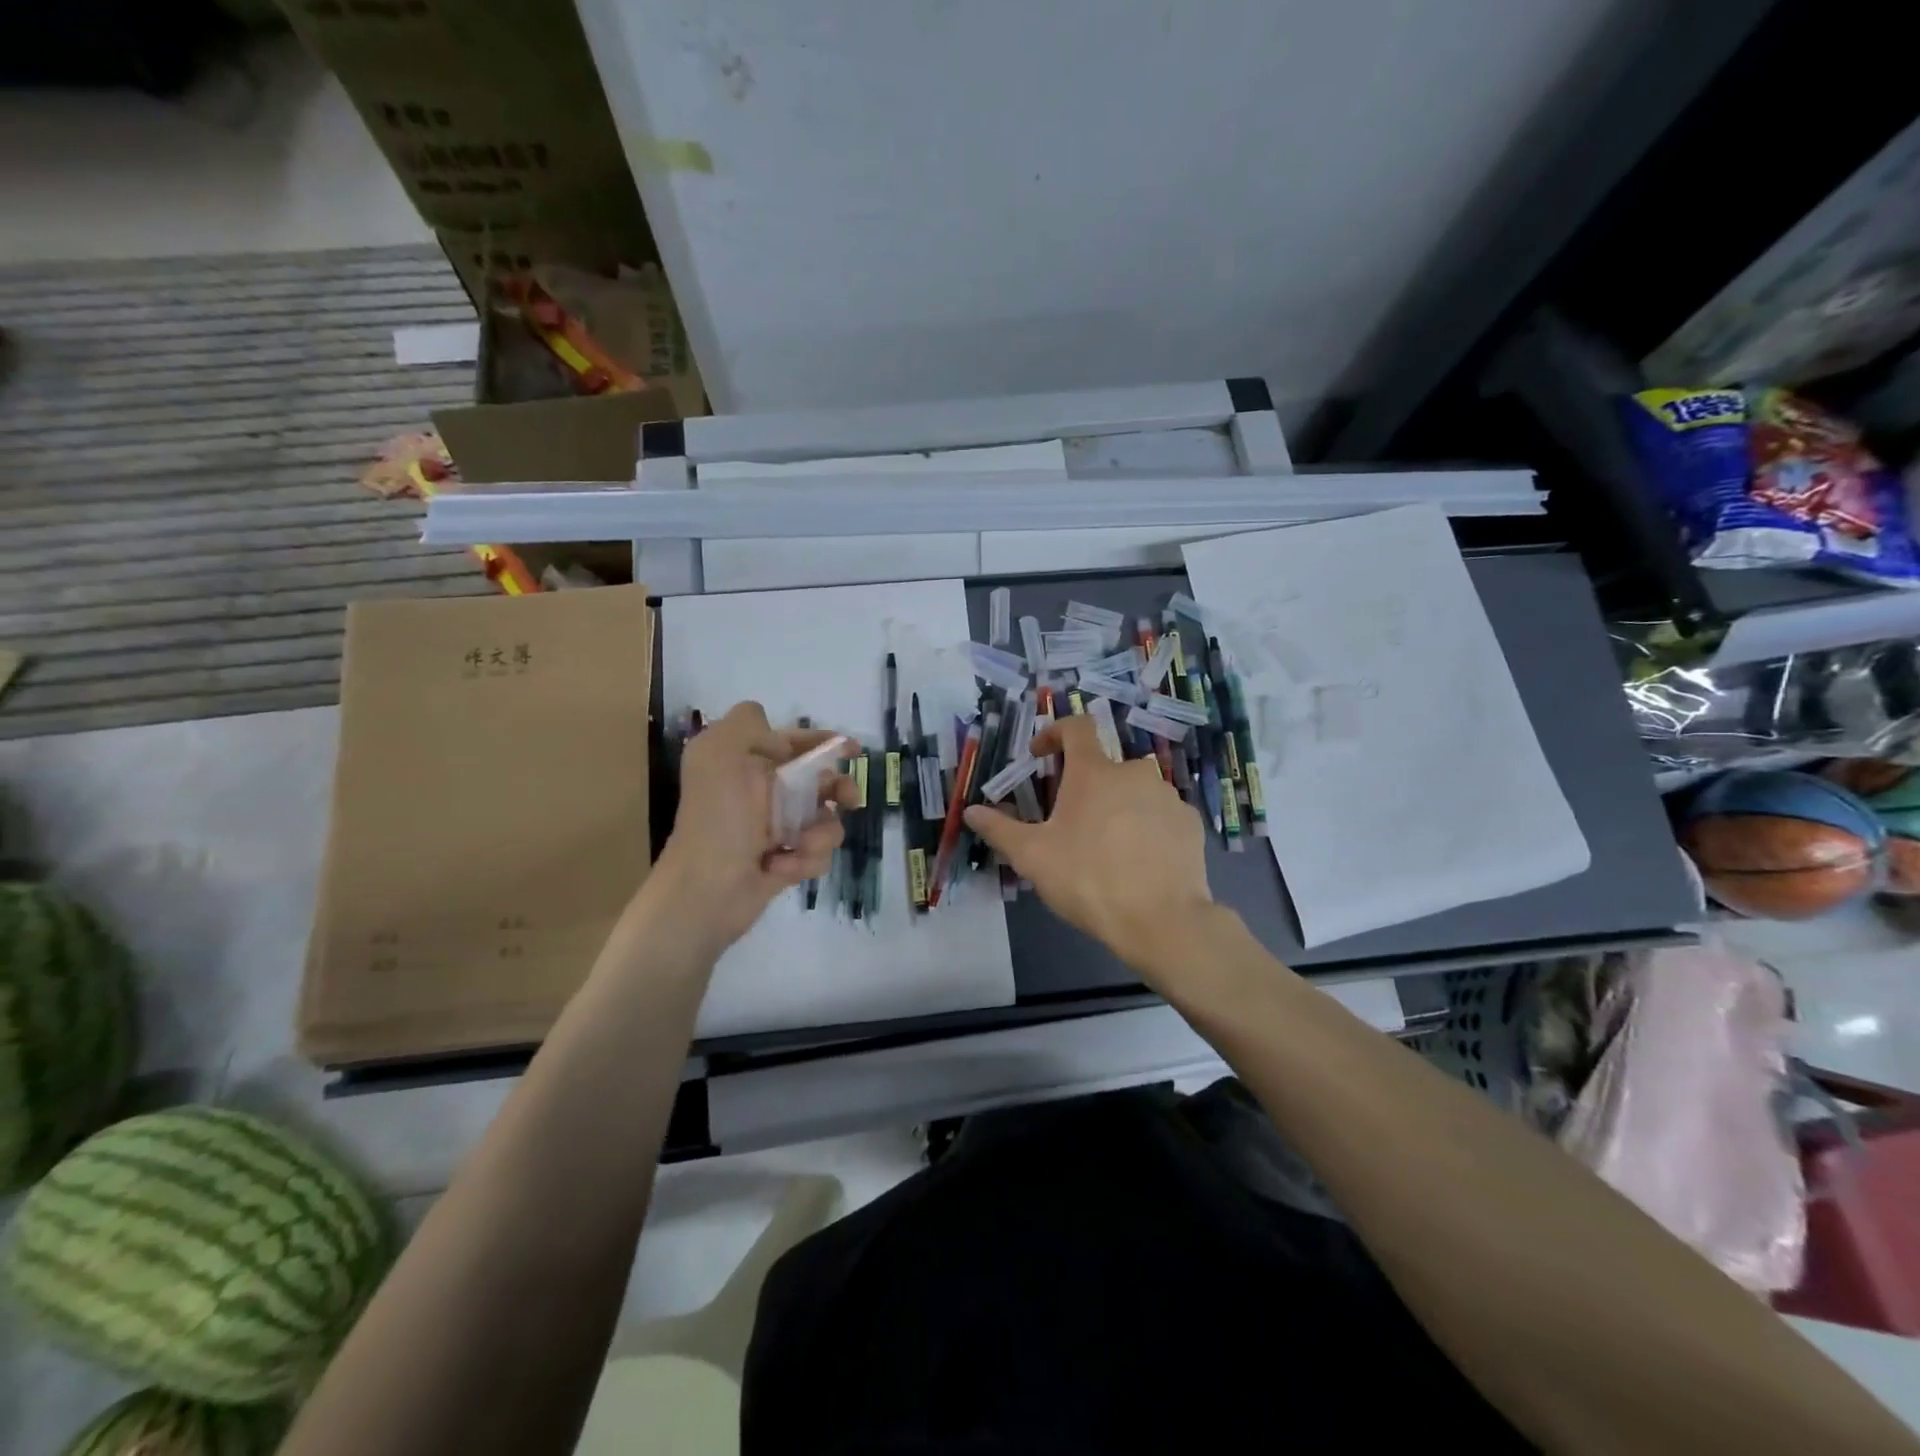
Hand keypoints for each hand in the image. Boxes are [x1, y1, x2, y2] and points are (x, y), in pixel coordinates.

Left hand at [649, 702, 856, 956]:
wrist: (704, 889)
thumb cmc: (717, 817)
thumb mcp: (719, 751)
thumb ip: (747, 724)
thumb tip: (777, 737)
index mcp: (746, 765)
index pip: (792, 743)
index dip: (823, 742)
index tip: (853, 749)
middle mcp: (761, 795)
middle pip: (819, 782)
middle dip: (839, 788)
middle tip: (849, 799)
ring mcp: (775, 831)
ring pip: (824, 821)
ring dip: (821, 832)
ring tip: (800, 845)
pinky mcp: (785, 864)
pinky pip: (817, 855)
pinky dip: (805, 860)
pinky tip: (780, 867)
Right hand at [963, 715, 1212, 980]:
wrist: (1162, 921)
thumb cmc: (1088, 879)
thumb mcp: (1032, 857)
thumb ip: (999, 829)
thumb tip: (971, 811)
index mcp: (1094, 772)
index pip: (1076, 727)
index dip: (1054, 732)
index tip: (1040, 756)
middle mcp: (1135, 773)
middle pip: (1103, 767)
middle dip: (1084, 786)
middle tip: (1069, 822)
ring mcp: (1168, 797)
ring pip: (1134, 792)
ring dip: (1116, 807)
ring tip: (1105, 847)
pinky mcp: (1190, 824)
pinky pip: (1160, 815)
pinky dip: (1145, 827)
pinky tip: (1137, 860)